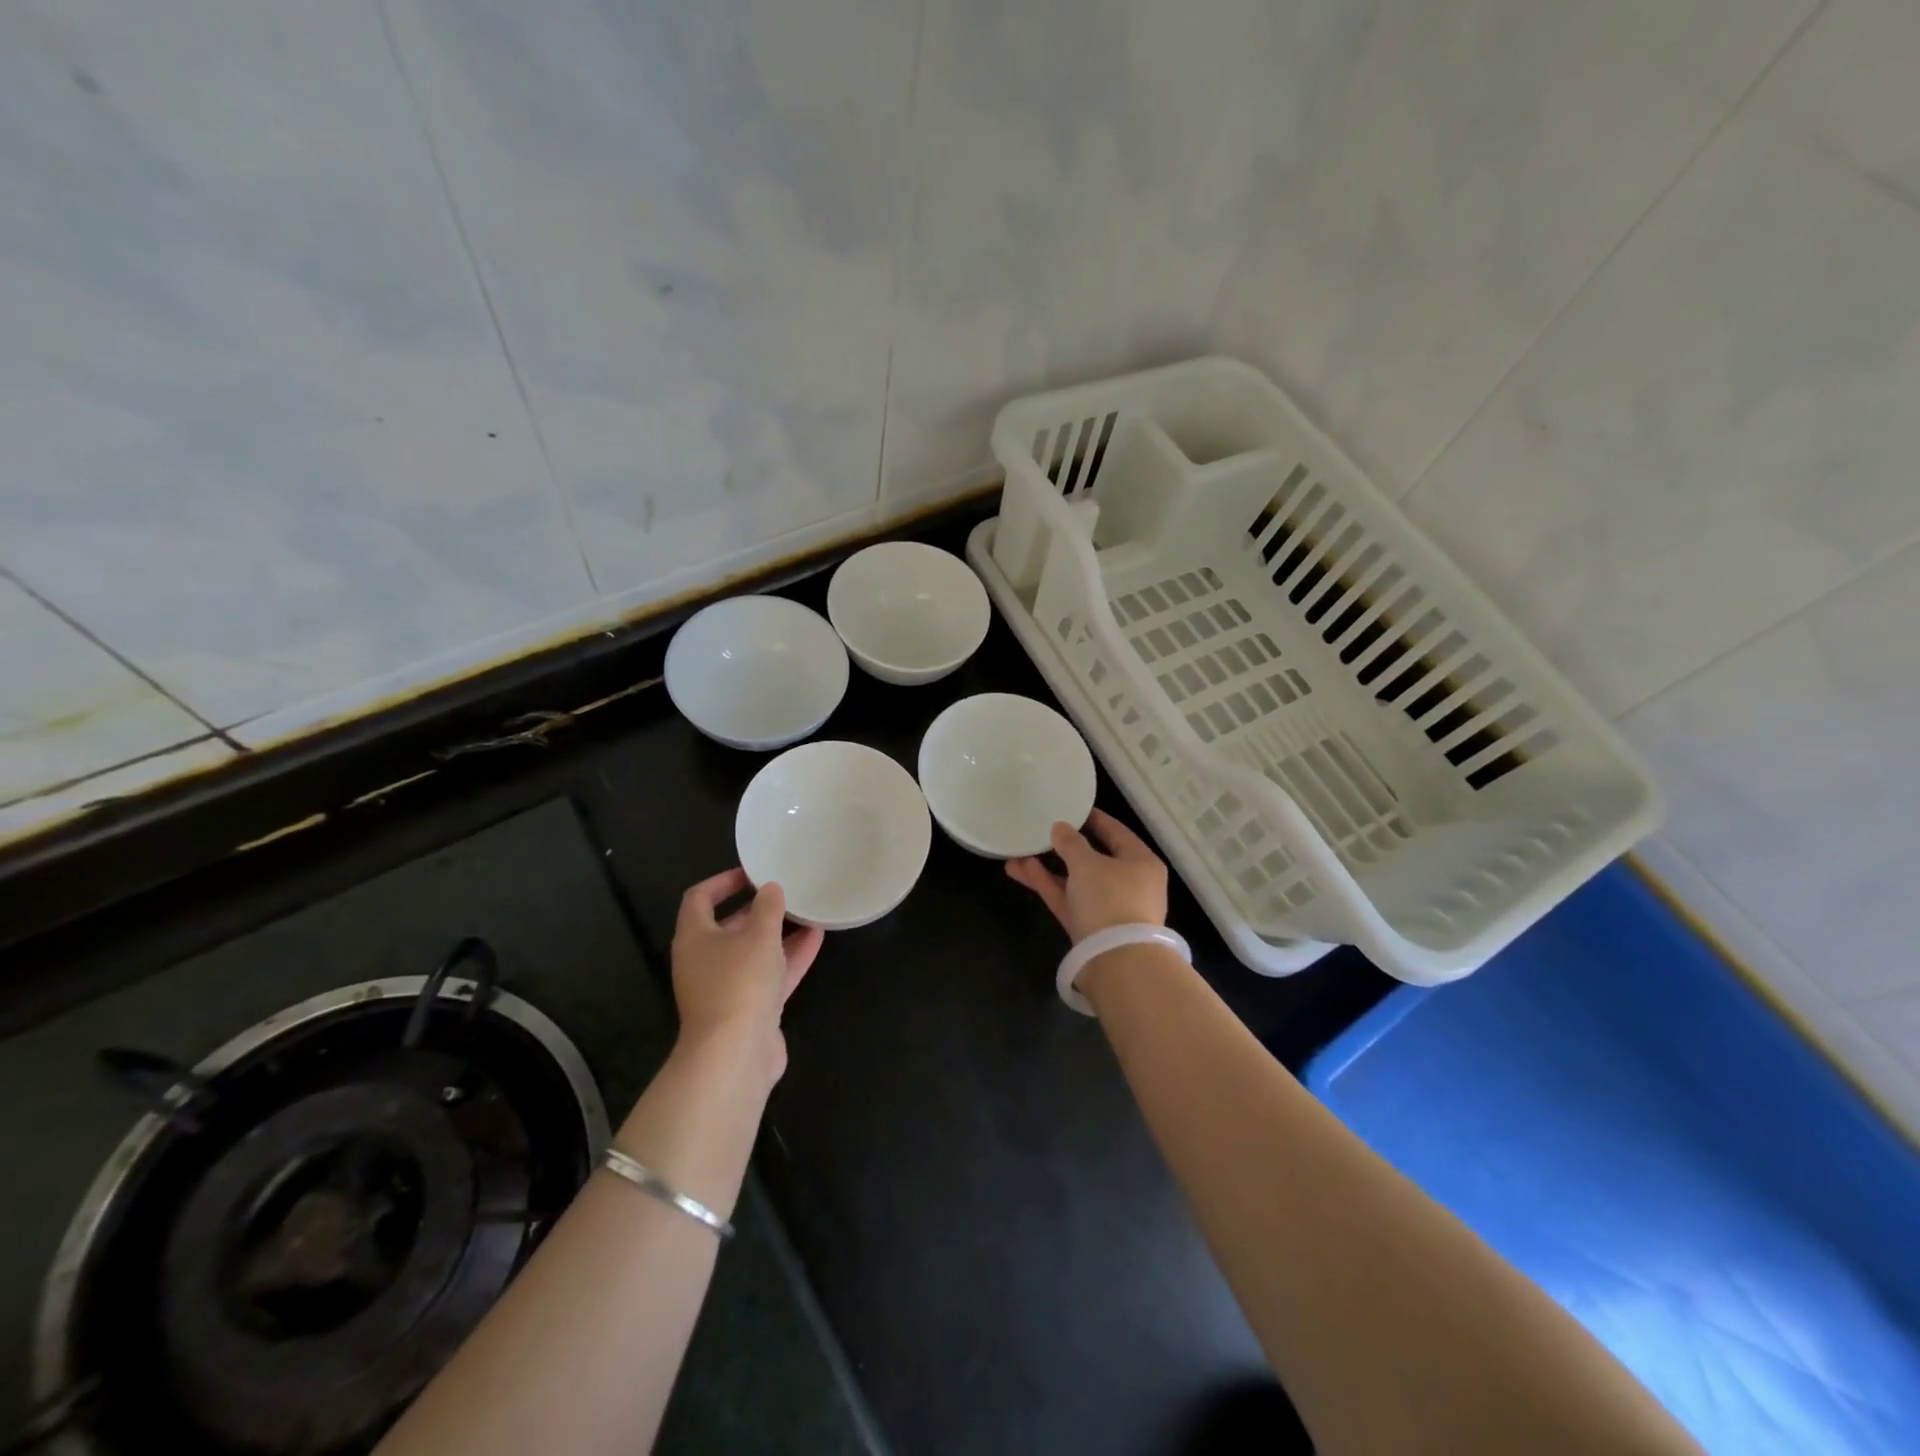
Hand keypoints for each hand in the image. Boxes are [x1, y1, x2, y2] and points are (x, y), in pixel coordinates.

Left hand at [670, 868, 823, 1088]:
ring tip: (807, 911)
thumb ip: (768, 908)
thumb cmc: (739, 983)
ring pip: (753, 952)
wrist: (734, 1055)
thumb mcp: (758, 936)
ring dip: (778, 933)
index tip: (753, 873)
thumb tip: (770, 889)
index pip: (700, 898)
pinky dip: (789, 957)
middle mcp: (704, 961)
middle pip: (728, 926)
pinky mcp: (749, 1009)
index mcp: (694, 938)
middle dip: (756, 909)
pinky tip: (817, 939)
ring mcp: (726, 988)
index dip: (723, 881)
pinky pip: (769, 975)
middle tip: (784, 892)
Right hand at [1005, 809, 1167, 941]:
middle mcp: (1128, 883)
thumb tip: (1060, 827)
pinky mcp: (1088, 927)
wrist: (1116, 962)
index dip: (1093, 818)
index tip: (1070, 808)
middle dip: (1063, 846)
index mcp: (1140, 862)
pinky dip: (1046, 884)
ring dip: (1048, 867)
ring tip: (1017, 851)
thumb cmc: (1110, 900)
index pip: (1116, 832)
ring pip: (1075, 880)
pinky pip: (1067, 898)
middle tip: (1041, 830)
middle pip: (1093, 857)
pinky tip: (1019, 869)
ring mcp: (1107, 907)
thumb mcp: (1088, 864)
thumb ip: (1071, 843)